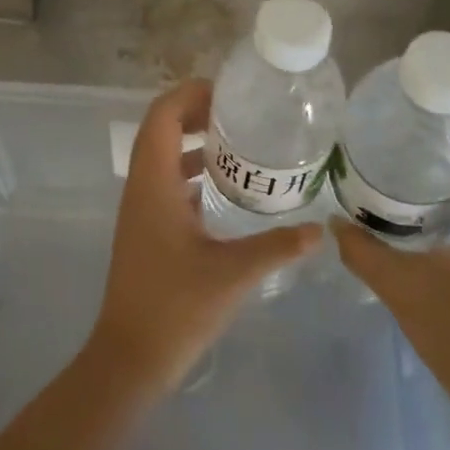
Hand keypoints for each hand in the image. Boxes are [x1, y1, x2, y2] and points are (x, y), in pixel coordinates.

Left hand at [86, 79, 323, 395]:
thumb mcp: (232, 274)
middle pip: (160, 128)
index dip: (190, 94)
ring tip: (238, 141)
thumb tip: (319, 230)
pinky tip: (224, 187)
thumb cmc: (176, 307)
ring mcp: (140, 208)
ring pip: (161, 155)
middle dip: (195, 112)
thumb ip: (277, 247)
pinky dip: (190, 171)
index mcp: (153, 184)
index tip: (229, 93)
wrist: (130, 356)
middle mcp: (141, 187)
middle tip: (240, 113)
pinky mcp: (146, 228)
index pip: (162, 115)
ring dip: (192, 141)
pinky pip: (165, 181)